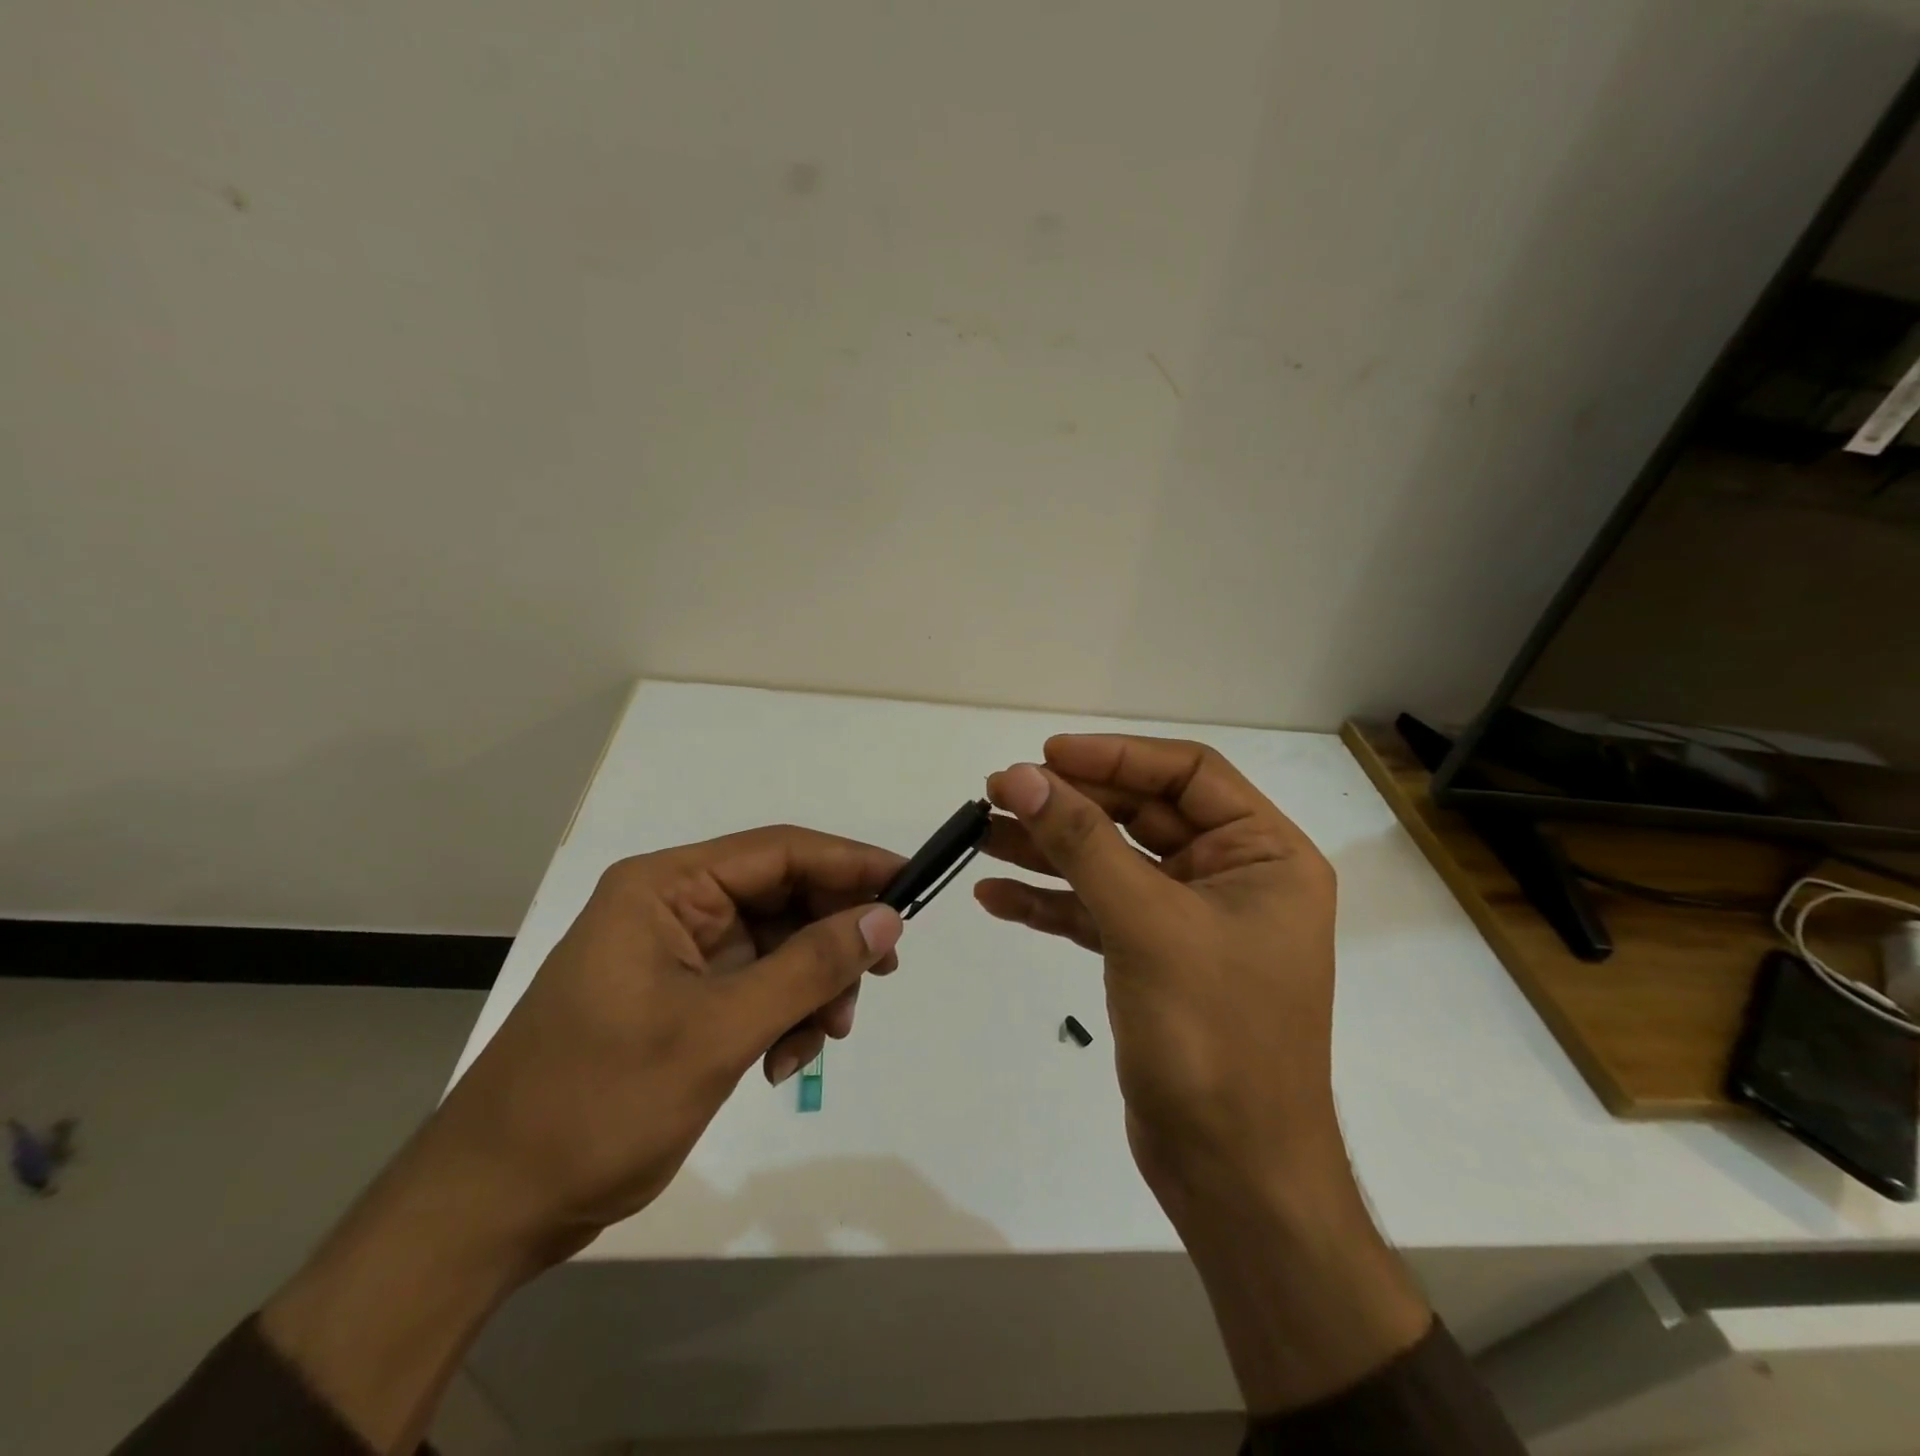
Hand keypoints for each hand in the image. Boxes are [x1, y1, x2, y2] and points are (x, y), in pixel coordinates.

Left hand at [262, 826, 903, 1452]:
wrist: (492, 1206)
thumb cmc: (597, 1103)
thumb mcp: (718, 1032)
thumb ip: (809, 967)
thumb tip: (886, 918)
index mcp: (666, 887)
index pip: (780, 851)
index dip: (851, 863)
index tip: (910, 886)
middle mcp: (673, 907)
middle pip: (783, 898)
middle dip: (832, 939)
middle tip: (881, 977)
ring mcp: (677, 954)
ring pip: (778, 946)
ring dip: (811, 987)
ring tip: (823, 1039)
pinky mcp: (682, 998)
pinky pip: (757, 986)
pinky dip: (784, 1015)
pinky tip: (783, 1060)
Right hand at [977, 736, 1341, 1209]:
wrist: (1232, 1174)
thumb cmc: (1212, 1038)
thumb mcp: (1146, 924)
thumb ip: (1083, 843)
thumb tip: (1023, 777)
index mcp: (1263, 854)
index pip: (1187, 775)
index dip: (1115, 756)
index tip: (1046, 755)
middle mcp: (1231, 877)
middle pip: (1140, 815)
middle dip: (1069, 803)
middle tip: (999, 792)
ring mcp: (1189, 920)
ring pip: (1111, 862)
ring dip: (1048, 848)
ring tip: (980, 834)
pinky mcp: (1153, 959)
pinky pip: (1097, 911)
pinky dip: (1050, 902)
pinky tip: (995, 897)